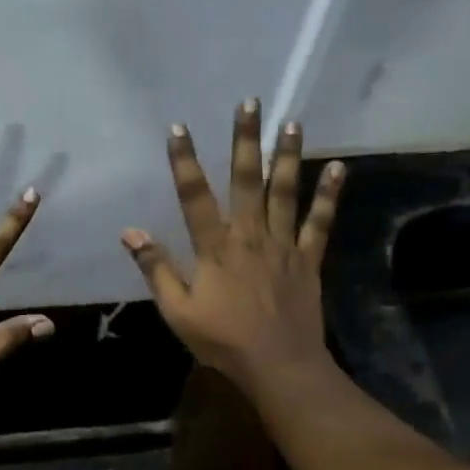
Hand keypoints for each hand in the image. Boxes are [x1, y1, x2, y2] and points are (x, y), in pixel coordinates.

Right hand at [121, 98, 344, 394]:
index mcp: (215, 248)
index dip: (185, 161)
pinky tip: (339, 168)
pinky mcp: (308, 259)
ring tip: (291, 122)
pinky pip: (320, 222)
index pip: (194, 196)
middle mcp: (250, 235)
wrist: (279, 366)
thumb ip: (156, 269)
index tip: (179, 128)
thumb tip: (130, 232)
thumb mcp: (177, 310)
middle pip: (247, 180)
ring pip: (285, 191)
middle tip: (251, 103)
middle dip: (246, 140)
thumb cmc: (223, 341)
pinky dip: (329, 195)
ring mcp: (283, 245)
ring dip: (288, 155)